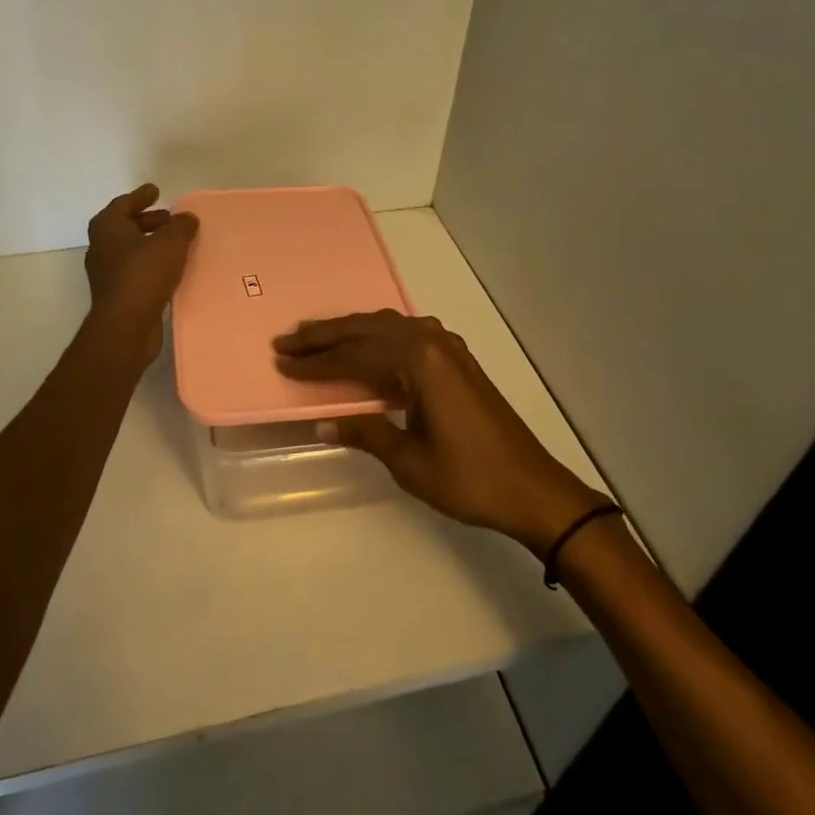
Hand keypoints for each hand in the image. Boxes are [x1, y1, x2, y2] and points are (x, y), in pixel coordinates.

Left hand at [85, 183, 198, 362]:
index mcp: (107, 227)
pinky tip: (171, 270)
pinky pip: (136, 271)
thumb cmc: (144, 274)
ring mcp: (107, 273)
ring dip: (150, 244)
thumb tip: (186, 218)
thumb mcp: (170, 242)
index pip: (124, 204)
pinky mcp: (117, 295)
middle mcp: (102, 247)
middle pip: (125, 227)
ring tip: (175, 243)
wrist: (126, 326)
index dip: (141, 196)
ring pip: (130, 250)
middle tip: (169, 218)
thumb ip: (181, 226)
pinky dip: (151, 265)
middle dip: (148, 221)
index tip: (155, 190)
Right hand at [274, 310, 607, 554]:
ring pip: (387, 326)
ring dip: (350, 332)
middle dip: (324, 336)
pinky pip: (406, 333)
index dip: (316, 363)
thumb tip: (322, 424)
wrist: (532, 487)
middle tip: (287, 340)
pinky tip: (366, 346)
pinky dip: (377, 336)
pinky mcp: (456, 358)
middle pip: (366, 331)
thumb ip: (365, 433)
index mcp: (418, 361)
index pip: (354, 357)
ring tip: (316, 338)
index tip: (282, 361)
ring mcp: (447, 346)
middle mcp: (430, 342)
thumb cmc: (469, 479)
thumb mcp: (409, 462)